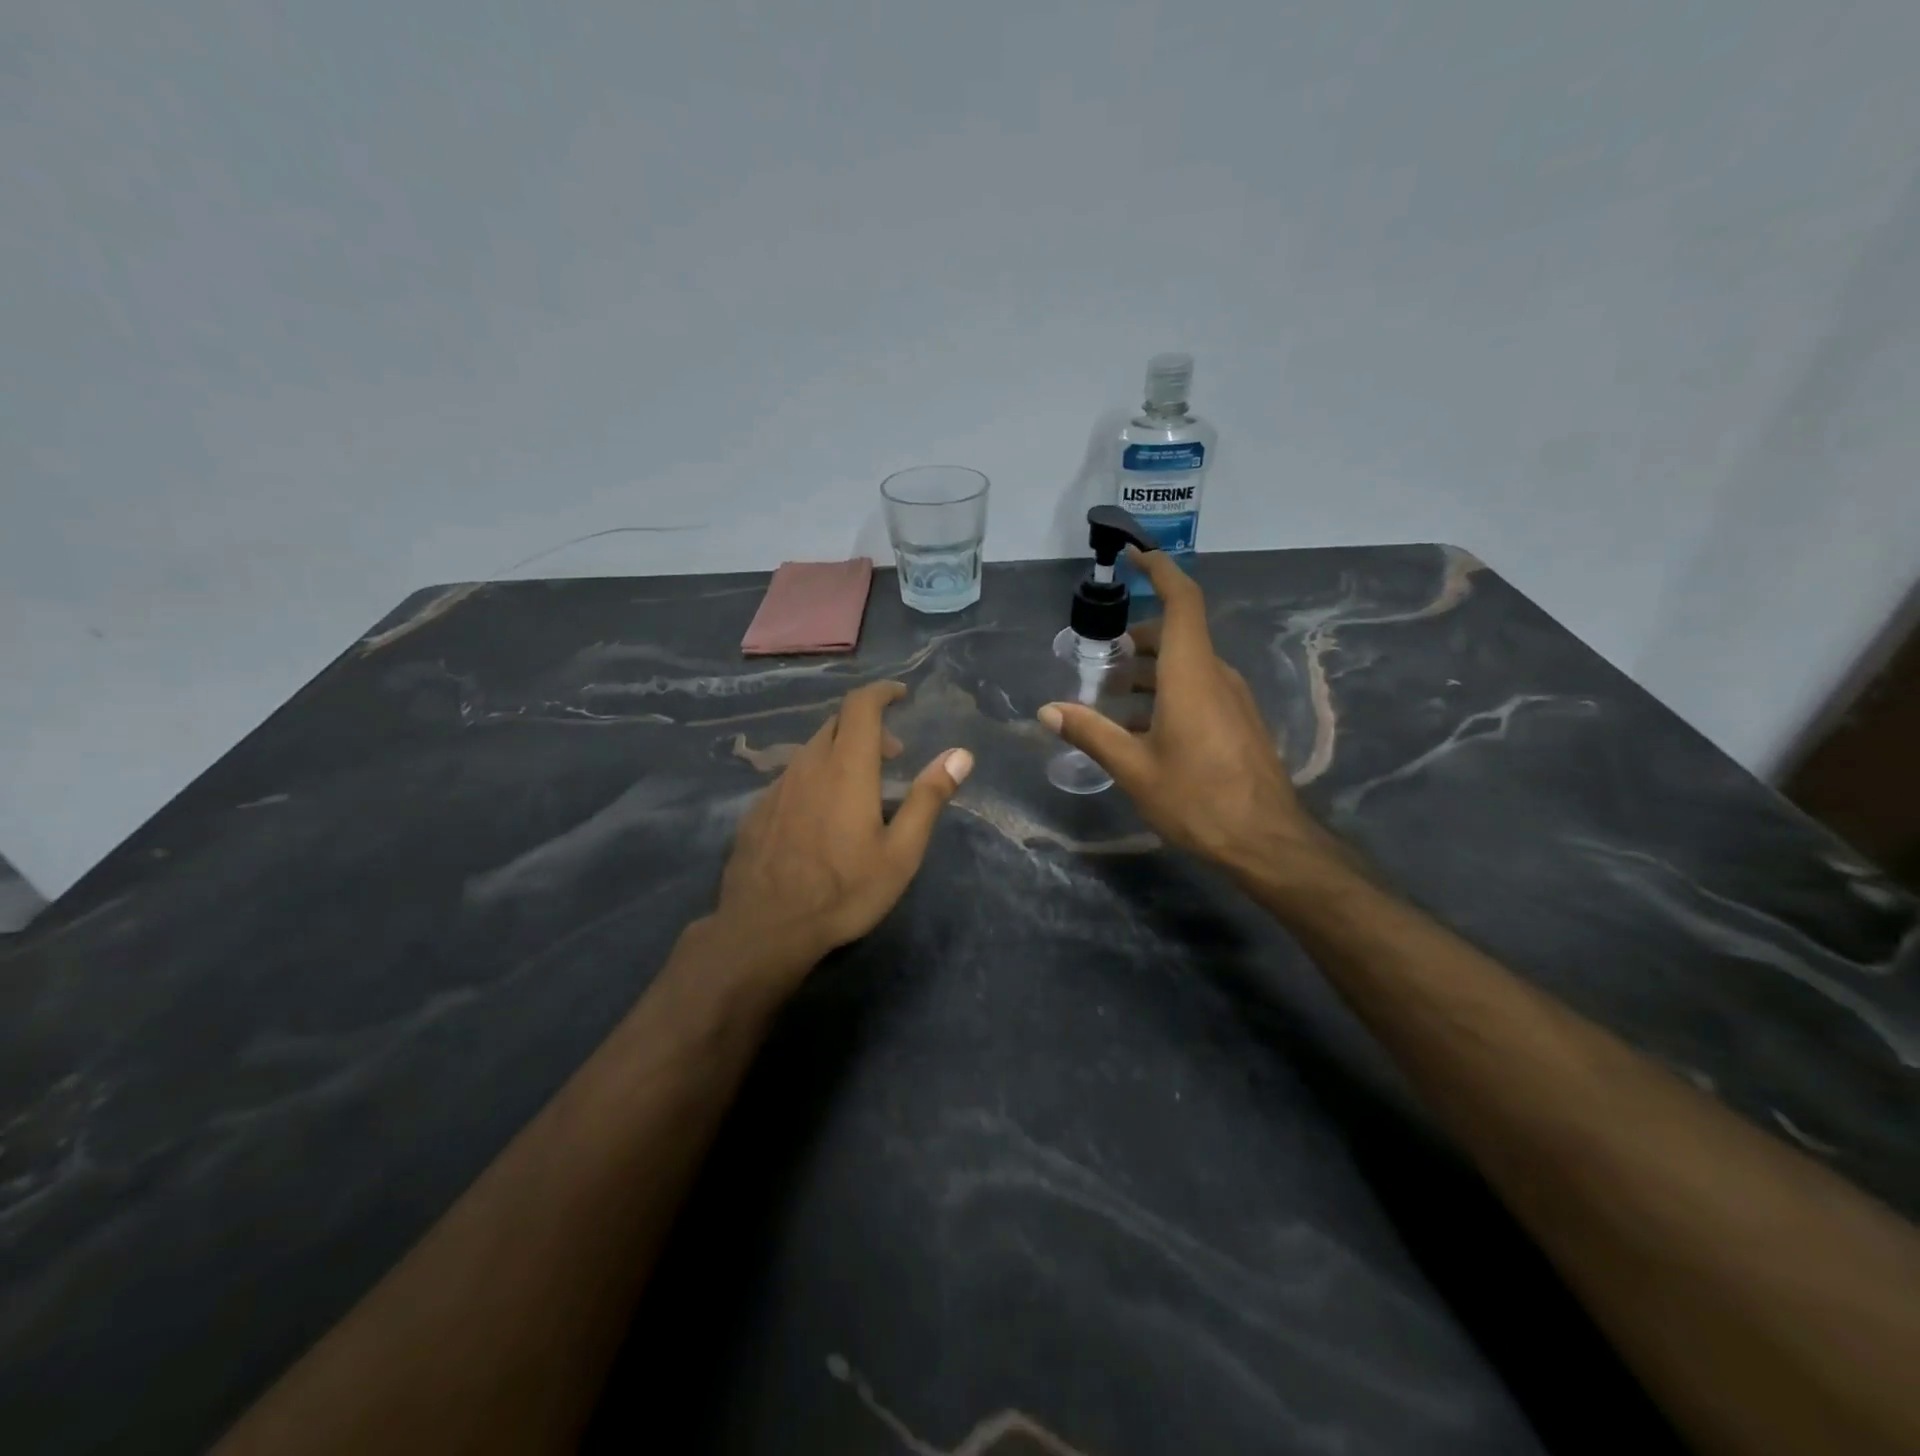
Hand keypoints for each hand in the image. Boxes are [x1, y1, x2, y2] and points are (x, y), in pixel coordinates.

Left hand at [712, 680, 971, 968]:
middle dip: (867, 726)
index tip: (900, 694)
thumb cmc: (843, 891)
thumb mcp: (900, 851)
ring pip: (812, 750)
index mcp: (846, 767)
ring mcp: (777, 787)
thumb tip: (961, 755)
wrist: (765, 927)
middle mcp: (808, 765)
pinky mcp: (758, 810)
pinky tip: (822, 814)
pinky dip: (816, 776)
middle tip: (893, 754)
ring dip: (840, 752)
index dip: (881, 692)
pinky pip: (792, 776)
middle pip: (835, 724)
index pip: (860, 705)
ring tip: (860, 786)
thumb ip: (928, 798)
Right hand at [1038, 549, 1335, 879]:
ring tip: (1110, 700)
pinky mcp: (1238, 722)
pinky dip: (1166, 693)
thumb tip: (1047, 711)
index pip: (1181, 601)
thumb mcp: (1134, 768)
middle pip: (1177, 635)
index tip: (1131, 555)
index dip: (1158, 570)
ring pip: (1187, 665)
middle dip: (1136, 640)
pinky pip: (1199, 689)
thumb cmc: (1197, 799)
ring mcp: (1232, 699)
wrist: (1267, 842)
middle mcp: (1216, 676)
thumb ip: (1091, 733)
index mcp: (1191, 674)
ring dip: (1148, 672)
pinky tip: (1142, 730)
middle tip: (1098, 661)